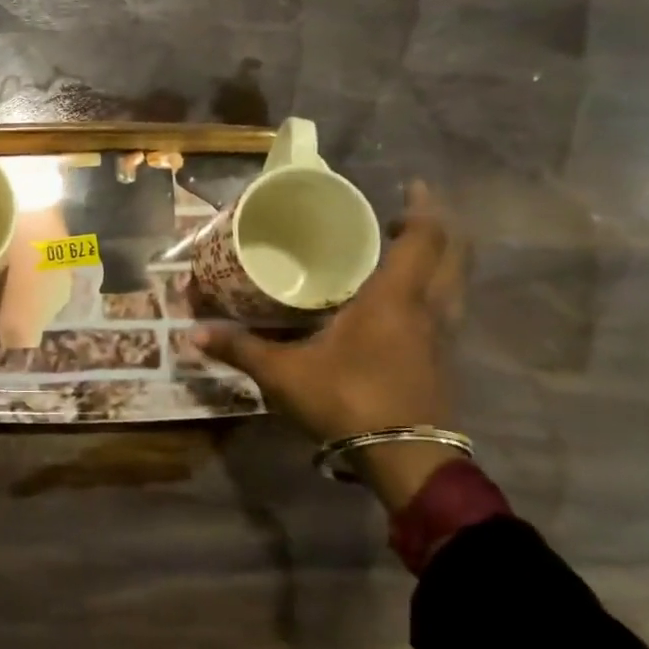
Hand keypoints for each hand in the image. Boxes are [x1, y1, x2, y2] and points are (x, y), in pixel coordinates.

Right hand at [196, 181, 466, 510]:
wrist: (406, 461)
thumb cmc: (348, 401)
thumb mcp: (284, 374)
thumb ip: (241, 349)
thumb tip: (191, 334)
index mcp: (394, 299)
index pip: (423, 239)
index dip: (423, 209)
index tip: (411, 187)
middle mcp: (428, 309)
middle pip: (454, 254)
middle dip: (438, 227)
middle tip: (403, 215)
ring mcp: (442, 336)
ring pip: (456, 282)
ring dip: (441, 258)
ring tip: (406, 250)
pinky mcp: (444, 360)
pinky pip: (448, 307)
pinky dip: (437, 288)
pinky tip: (407, 300)